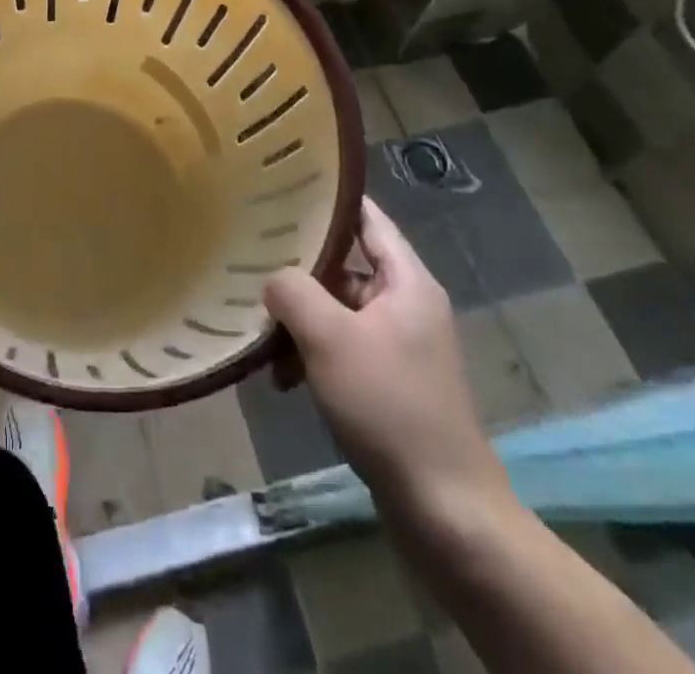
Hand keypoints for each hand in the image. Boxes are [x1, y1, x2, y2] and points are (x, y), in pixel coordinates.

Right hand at [265, 199, 508, 526]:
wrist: (444, 510)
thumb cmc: (389, 406)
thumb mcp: (329, 338)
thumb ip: (293, 291)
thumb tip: (273, 278)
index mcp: (407, 282)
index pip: (367, 218)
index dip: (329, 198)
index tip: (284, 184)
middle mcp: (407, 305)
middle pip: (345, 265)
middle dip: (299, 268)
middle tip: (250, 255)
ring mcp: (400, 346)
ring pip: (338, 311)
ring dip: (300, 319)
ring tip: (258, 328)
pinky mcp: (390, 382)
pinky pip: (342, 348)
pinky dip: (312, 353)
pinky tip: (281, 377)